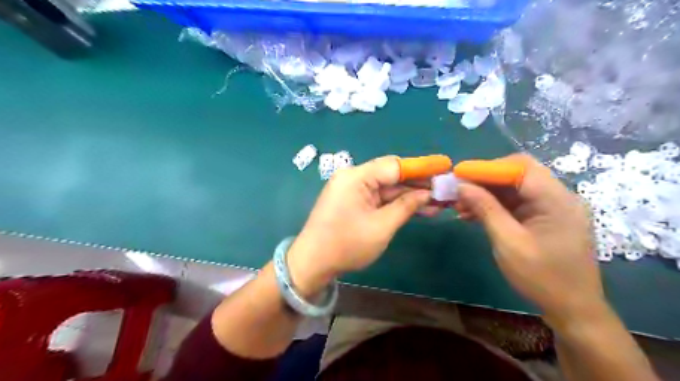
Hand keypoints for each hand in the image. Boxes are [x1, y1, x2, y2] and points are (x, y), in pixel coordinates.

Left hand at [285, 157, 435, 291]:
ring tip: (437, 204)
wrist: (312, 263)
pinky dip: (394, 203)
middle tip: (443, 192)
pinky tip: (416, 209)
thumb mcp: (382, 226)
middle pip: (391, 175)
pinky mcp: (351, 201)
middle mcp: (352, 177)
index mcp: (356, 177)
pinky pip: (377, 197)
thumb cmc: (347, 245)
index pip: (395, 165)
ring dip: (408, 196)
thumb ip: (406, 206)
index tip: (444, 169)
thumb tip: (427, 194)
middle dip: (417, 185)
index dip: (421, 168)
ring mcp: (351, 189)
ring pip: (386, 188)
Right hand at [454, 153, 601, 325]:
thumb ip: (485, 209)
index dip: (487, 167)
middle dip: (484, 180)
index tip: (459, 175)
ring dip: (486, 194)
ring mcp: (552, 207)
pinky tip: (473, 214)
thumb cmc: (541, 277)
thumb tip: (462, 186)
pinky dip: (494, 206)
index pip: (520, 167)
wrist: (573, 309)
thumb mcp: (508, 242)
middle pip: (517, 174)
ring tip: (460, 205)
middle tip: (457, 190)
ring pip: (513, 188)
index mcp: (556, 199)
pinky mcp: (544, 217)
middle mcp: (558, 196)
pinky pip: (516, 203)